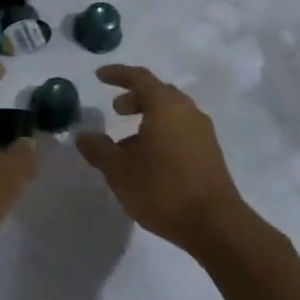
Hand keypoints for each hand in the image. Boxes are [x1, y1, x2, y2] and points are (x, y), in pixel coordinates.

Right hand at [75, 65, 250, 253]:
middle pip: (158, 93)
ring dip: (148, 119)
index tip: (99, 76)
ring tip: (127, 143)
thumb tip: (83, 136)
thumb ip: (99, 149)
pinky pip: (181, 130)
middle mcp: (187, 111)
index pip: (139, 77)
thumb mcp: (119, 170)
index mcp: (165, 105)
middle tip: (116, 110)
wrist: (215, 225)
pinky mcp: (210, 153)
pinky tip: (149, 160)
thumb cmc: (163, 189)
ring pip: (171, 113)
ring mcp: (202, 132)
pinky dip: (162, 133)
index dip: (117, 74)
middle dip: (134, 98)